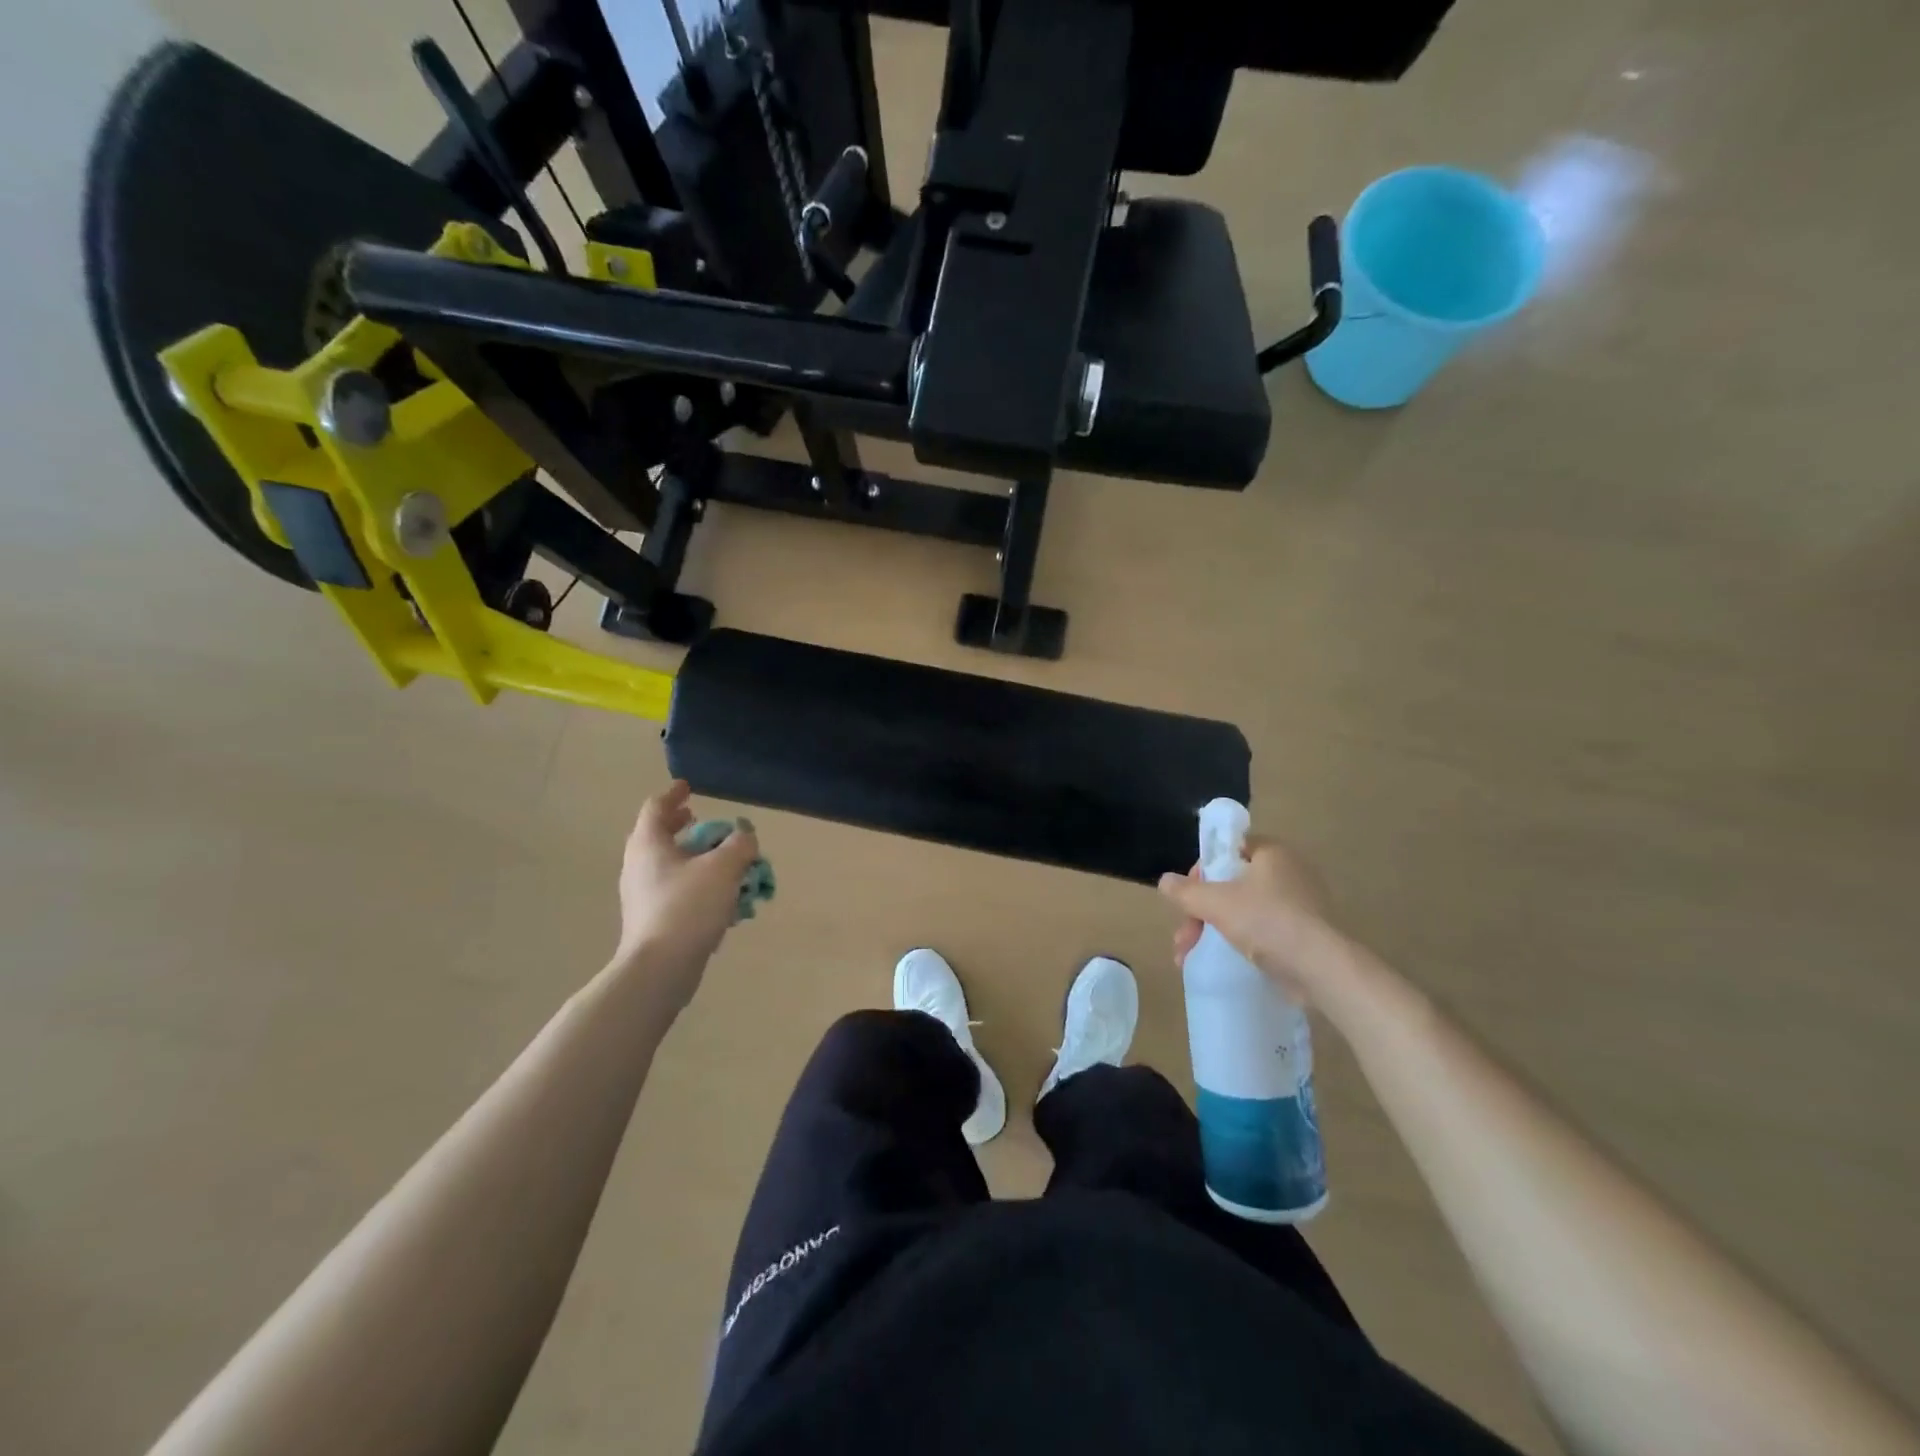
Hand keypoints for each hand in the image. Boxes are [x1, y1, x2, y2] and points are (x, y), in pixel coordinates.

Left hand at [613, 781, 761, 1009]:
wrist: (660, 968)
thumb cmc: (688, 907)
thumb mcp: (724, 868)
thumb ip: (740, 845)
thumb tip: (744, 835)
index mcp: (649, 844)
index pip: (656, 807)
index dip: (674, 795)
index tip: (689, 788)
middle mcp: (639, 865)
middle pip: (660, 835)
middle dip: (685, 827)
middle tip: (707, 824)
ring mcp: (642, 895)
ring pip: (669, 865)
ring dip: (695, 858)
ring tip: (723, 862)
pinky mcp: (651, 919)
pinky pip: (674, 890)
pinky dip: (695, 884)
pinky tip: (720, 898)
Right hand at [1158, 837, 1336, 1002]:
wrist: (1321, 969)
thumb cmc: (1267, 921)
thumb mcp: (1216, 902)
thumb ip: (1186, 892)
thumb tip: (1164, 882)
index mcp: (1272, 853)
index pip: (1228, 849)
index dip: (1202, 871)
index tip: (1187, 896)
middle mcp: (1288, 873)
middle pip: (1230, 885)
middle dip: (1199, 912)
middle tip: (1183, 937)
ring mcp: (1299, 906)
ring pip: (1242, 911)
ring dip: (1210, 931)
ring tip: (1188, 958)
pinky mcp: (1303, 936)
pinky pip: (1261, 932)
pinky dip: (1237, 944)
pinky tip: (1217, 963)